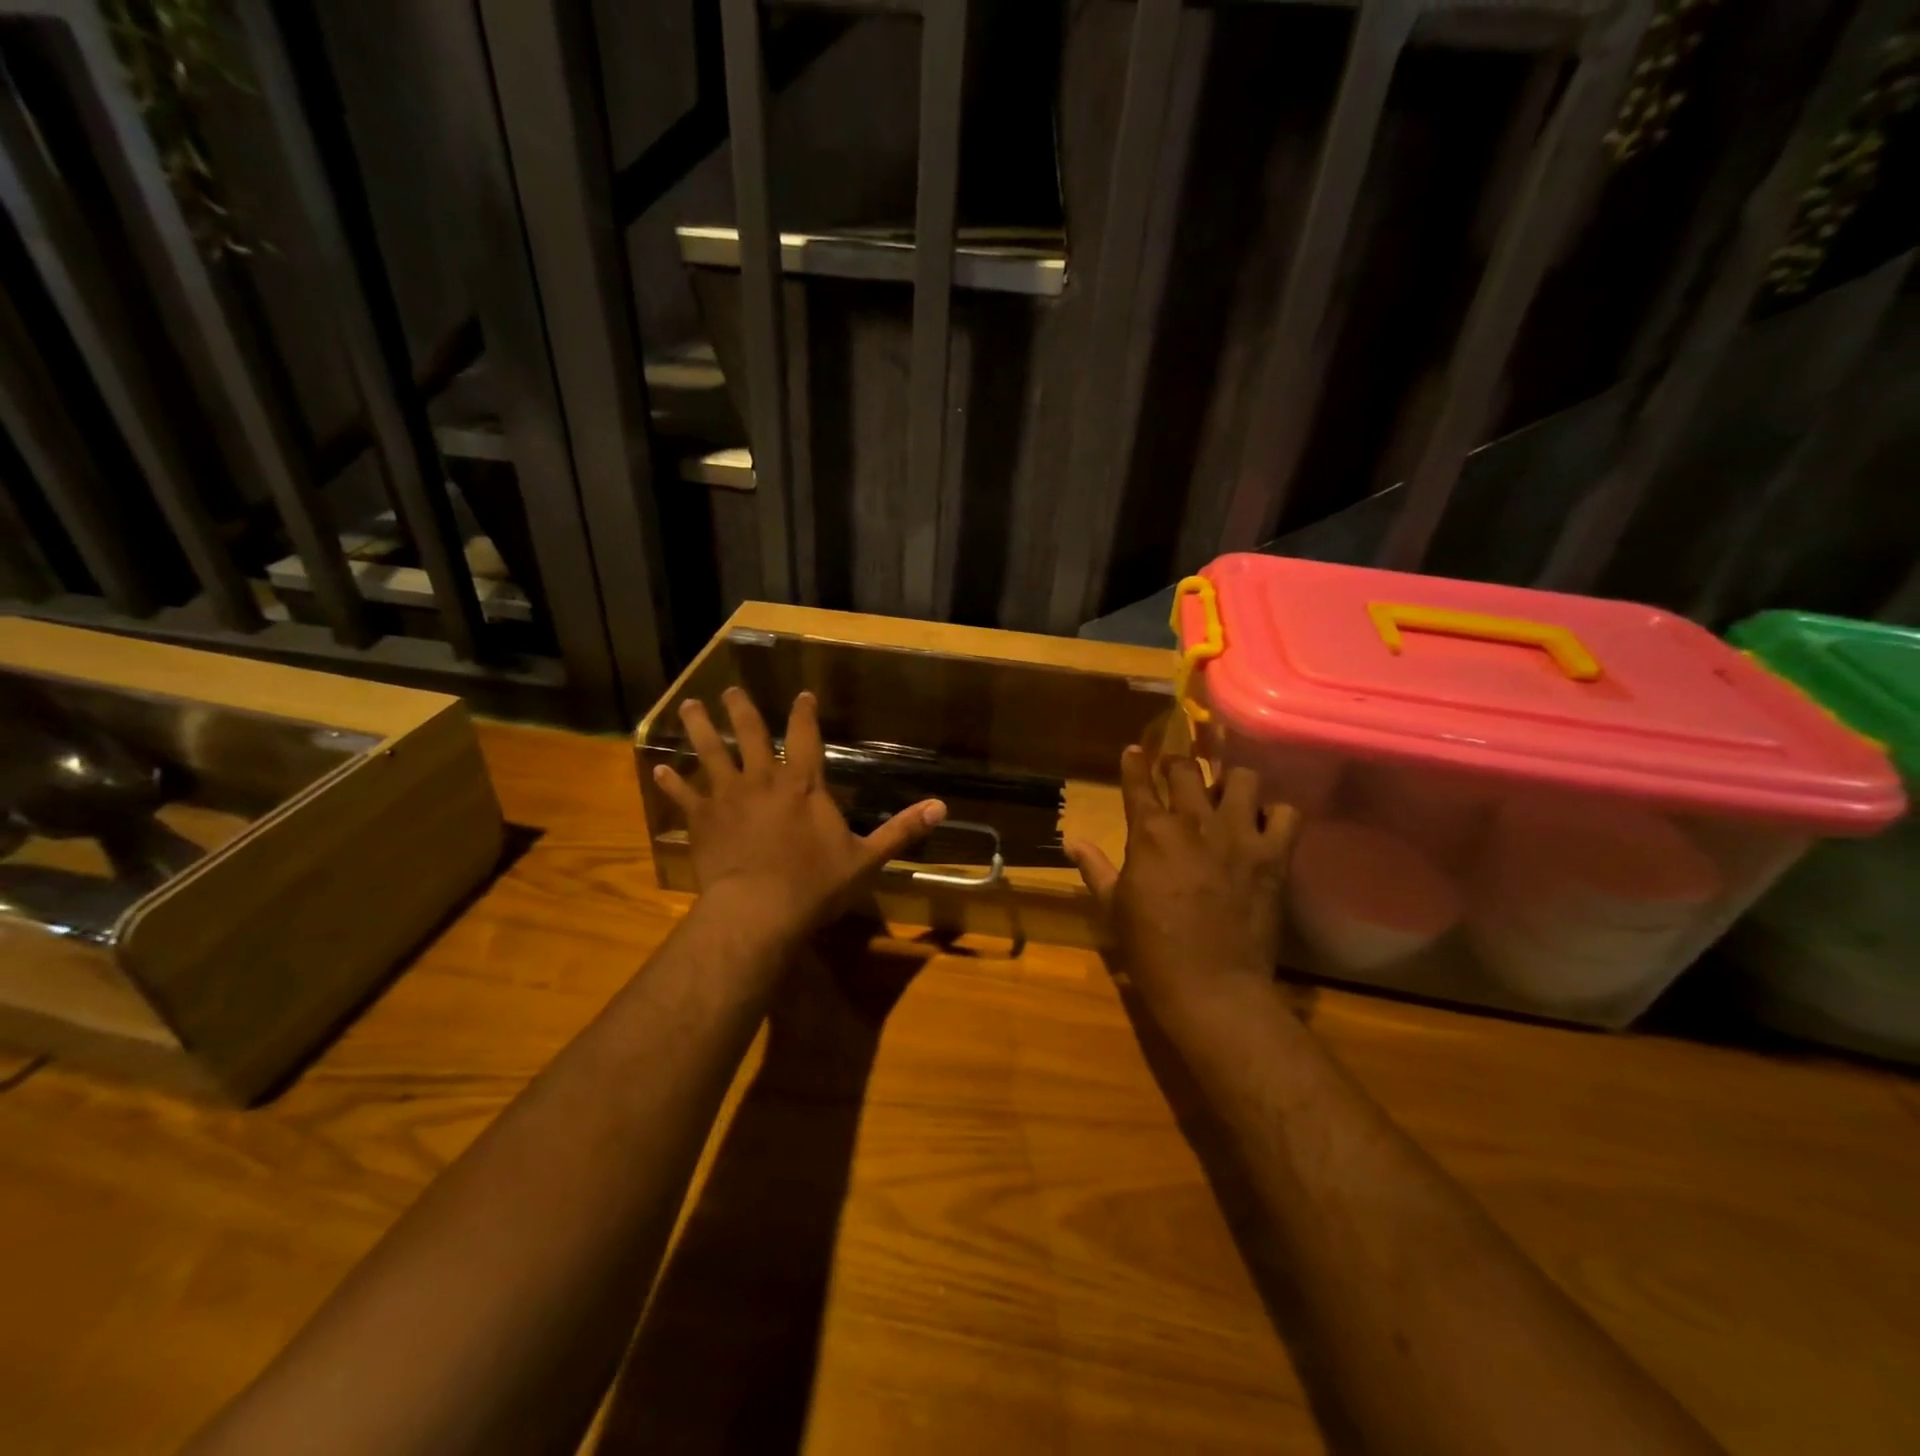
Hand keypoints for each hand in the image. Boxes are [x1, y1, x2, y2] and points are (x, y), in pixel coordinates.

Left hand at [653, 687, 945, 941]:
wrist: (759, 911)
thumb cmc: (816, 884)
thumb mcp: (867, 858)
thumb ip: (902, 830)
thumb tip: (942, 807)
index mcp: (804, 785)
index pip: (805, 737)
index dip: (804, 713)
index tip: (801, 695)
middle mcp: (764, 780)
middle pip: (751, 735)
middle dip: (743, 710)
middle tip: (732, 690)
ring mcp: (728, 797)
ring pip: (711, 753)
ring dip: (700, 729)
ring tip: (689, 707)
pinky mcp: (702, 820)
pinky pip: (684, 796)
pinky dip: (671, 784)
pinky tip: (657, 770)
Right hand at [1066, 747, 1294, 1023]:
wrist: (1212, 986)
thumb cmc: (1152, 948)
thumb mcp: (1113, 907)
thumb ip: (1094, 868)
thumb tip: (1071, 840)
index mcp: (1150, 832)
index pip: (1138, 782)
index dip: (1134, 762)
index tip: (1134, 750)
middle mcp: (1194, 821)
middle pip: (1187, 769)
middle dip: (1177, 764)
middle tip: (1176, 773)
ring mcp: (1239, 834)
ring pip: (1242, 778)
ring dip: (1231, 783)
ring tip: (1226, 796)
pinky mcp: (1274, 855)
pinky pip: (1285, 814)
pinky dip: (1275, 815)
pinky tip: (1264, 826)